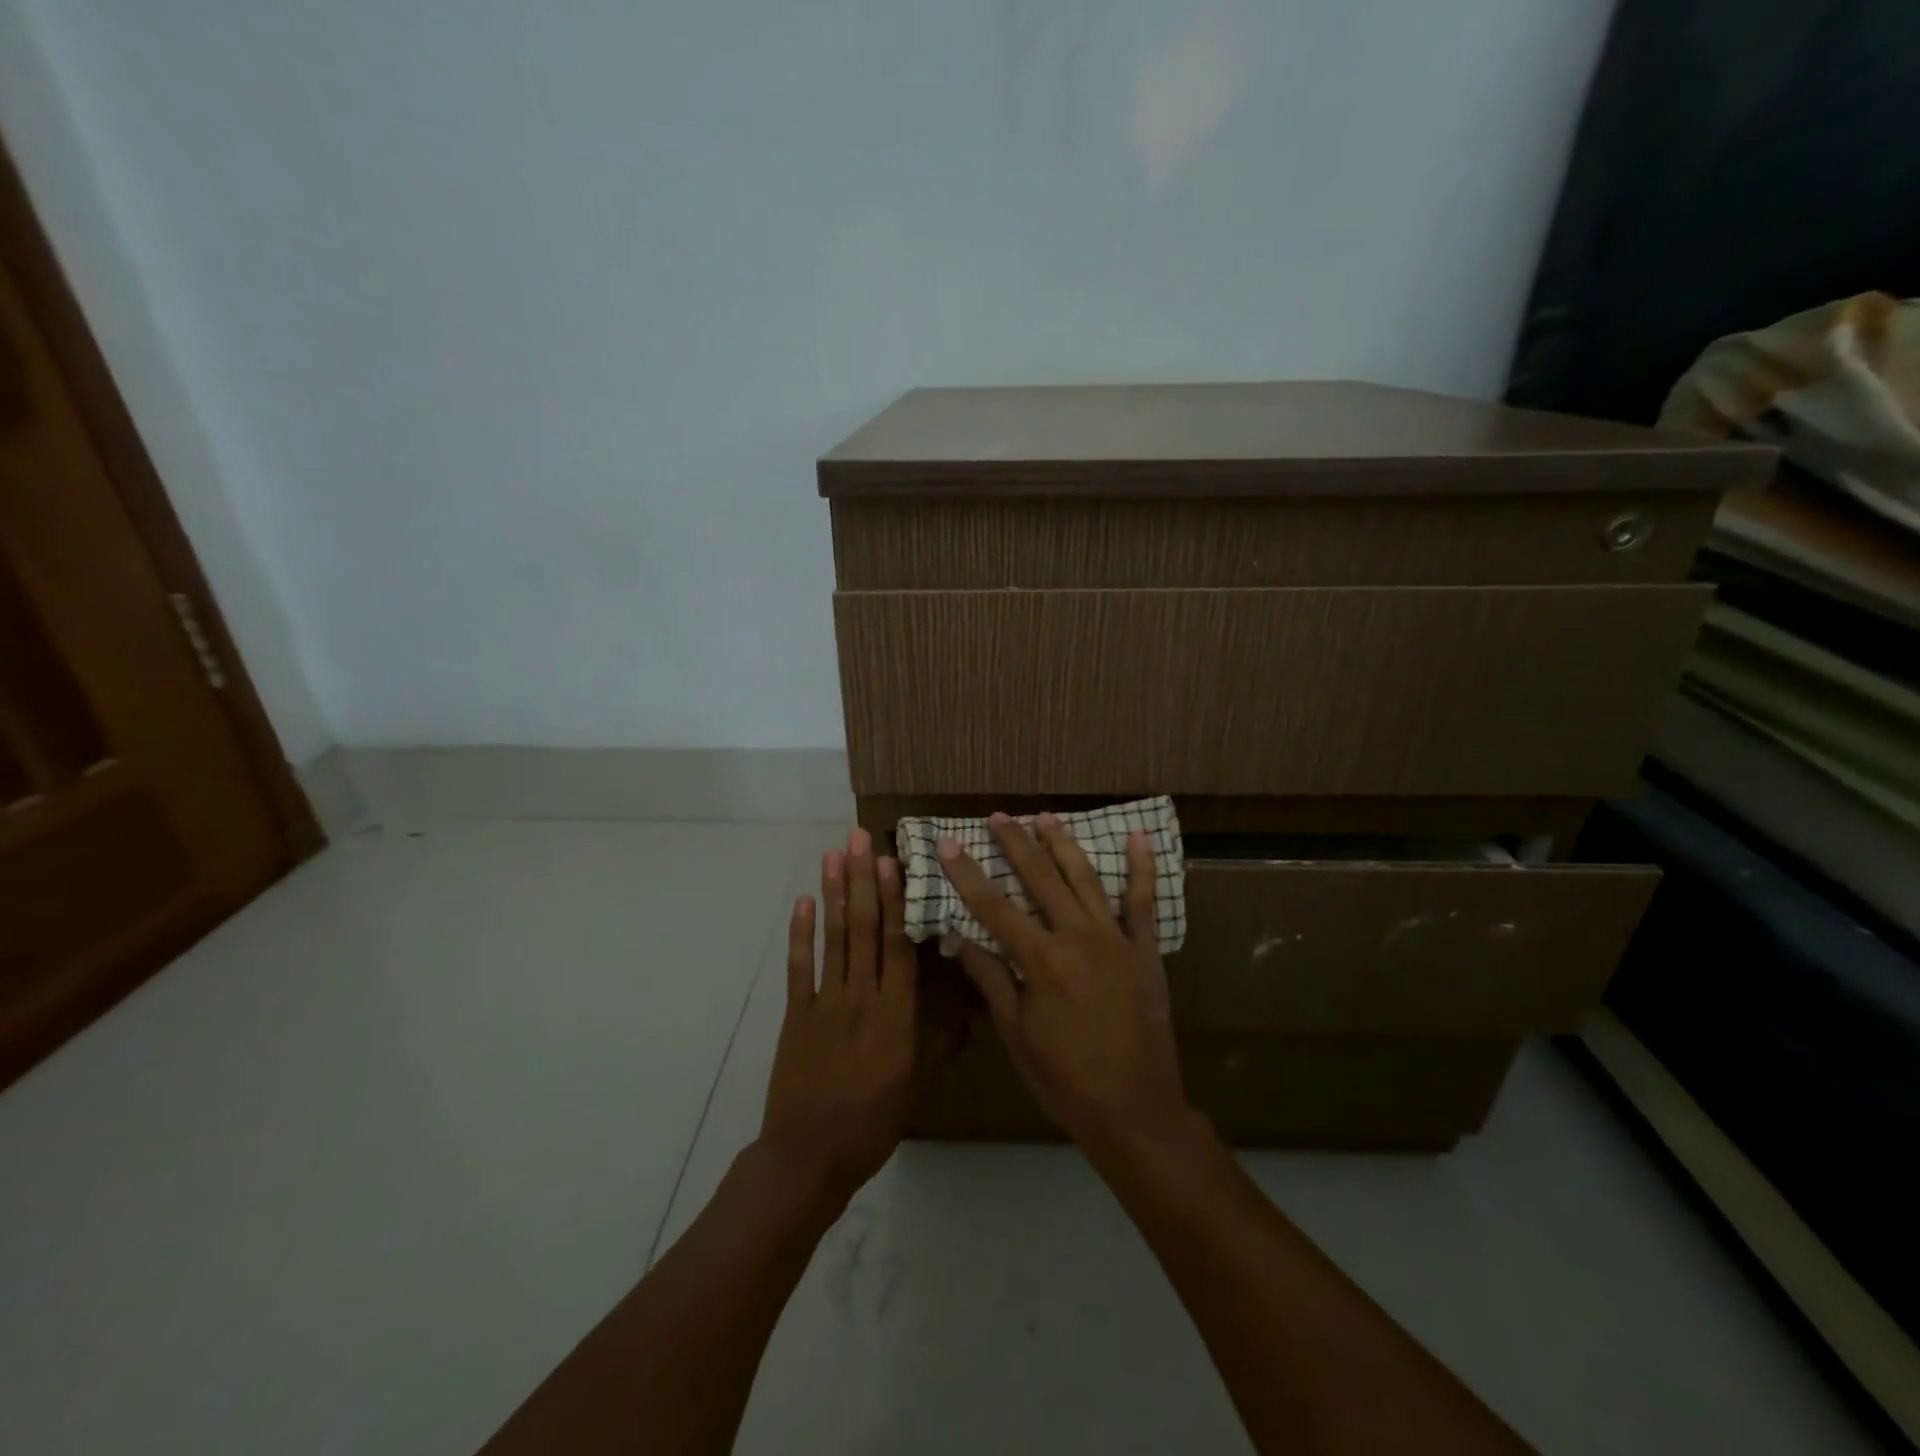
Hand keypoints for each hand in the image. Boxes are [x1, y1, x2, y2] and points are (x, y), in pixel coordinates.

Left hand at [759, 829, 917, 1208]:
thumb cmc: (873, 1122)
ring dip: (833, 893)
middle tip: (857, 838)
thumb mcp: (918, 1084)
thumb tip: (969, 1006)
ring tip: (833, 855)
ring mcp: (825, 1002)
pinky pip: (799, 967)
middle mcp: (862, 996)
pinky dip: (800, 933)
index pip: (897, 944)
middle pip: (863, 928)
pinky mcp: (796, 1014)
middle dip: (861, 880)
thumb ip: (939, 1040)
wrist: (809, 1156)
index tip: (890, 860)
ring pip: (833, 938)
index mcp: (896, 1013)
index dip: (893, 899)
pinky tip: (803, 901)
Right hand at [939, 813, 1195, 1159]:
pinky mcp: (1144, 949)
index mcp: (1041, 960)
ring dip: (1063, 844)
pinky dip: (1140, 867)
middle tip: (998, 816)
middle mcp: (1077, 937)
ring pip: (1085, 878)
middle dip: (1016, 843)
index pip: (993, 906)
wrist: (1134, 1109)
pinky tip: (1136, 837)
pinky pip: (1143, 901)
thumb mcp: (1016, 1035)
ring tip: (1045, 816)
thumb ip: (990, 979)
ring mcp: (1115, 939)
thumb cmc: (1065, 1078)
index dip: (967, 873)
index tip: (949, 843)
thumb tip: (959, 937)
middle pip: (1040, 878)